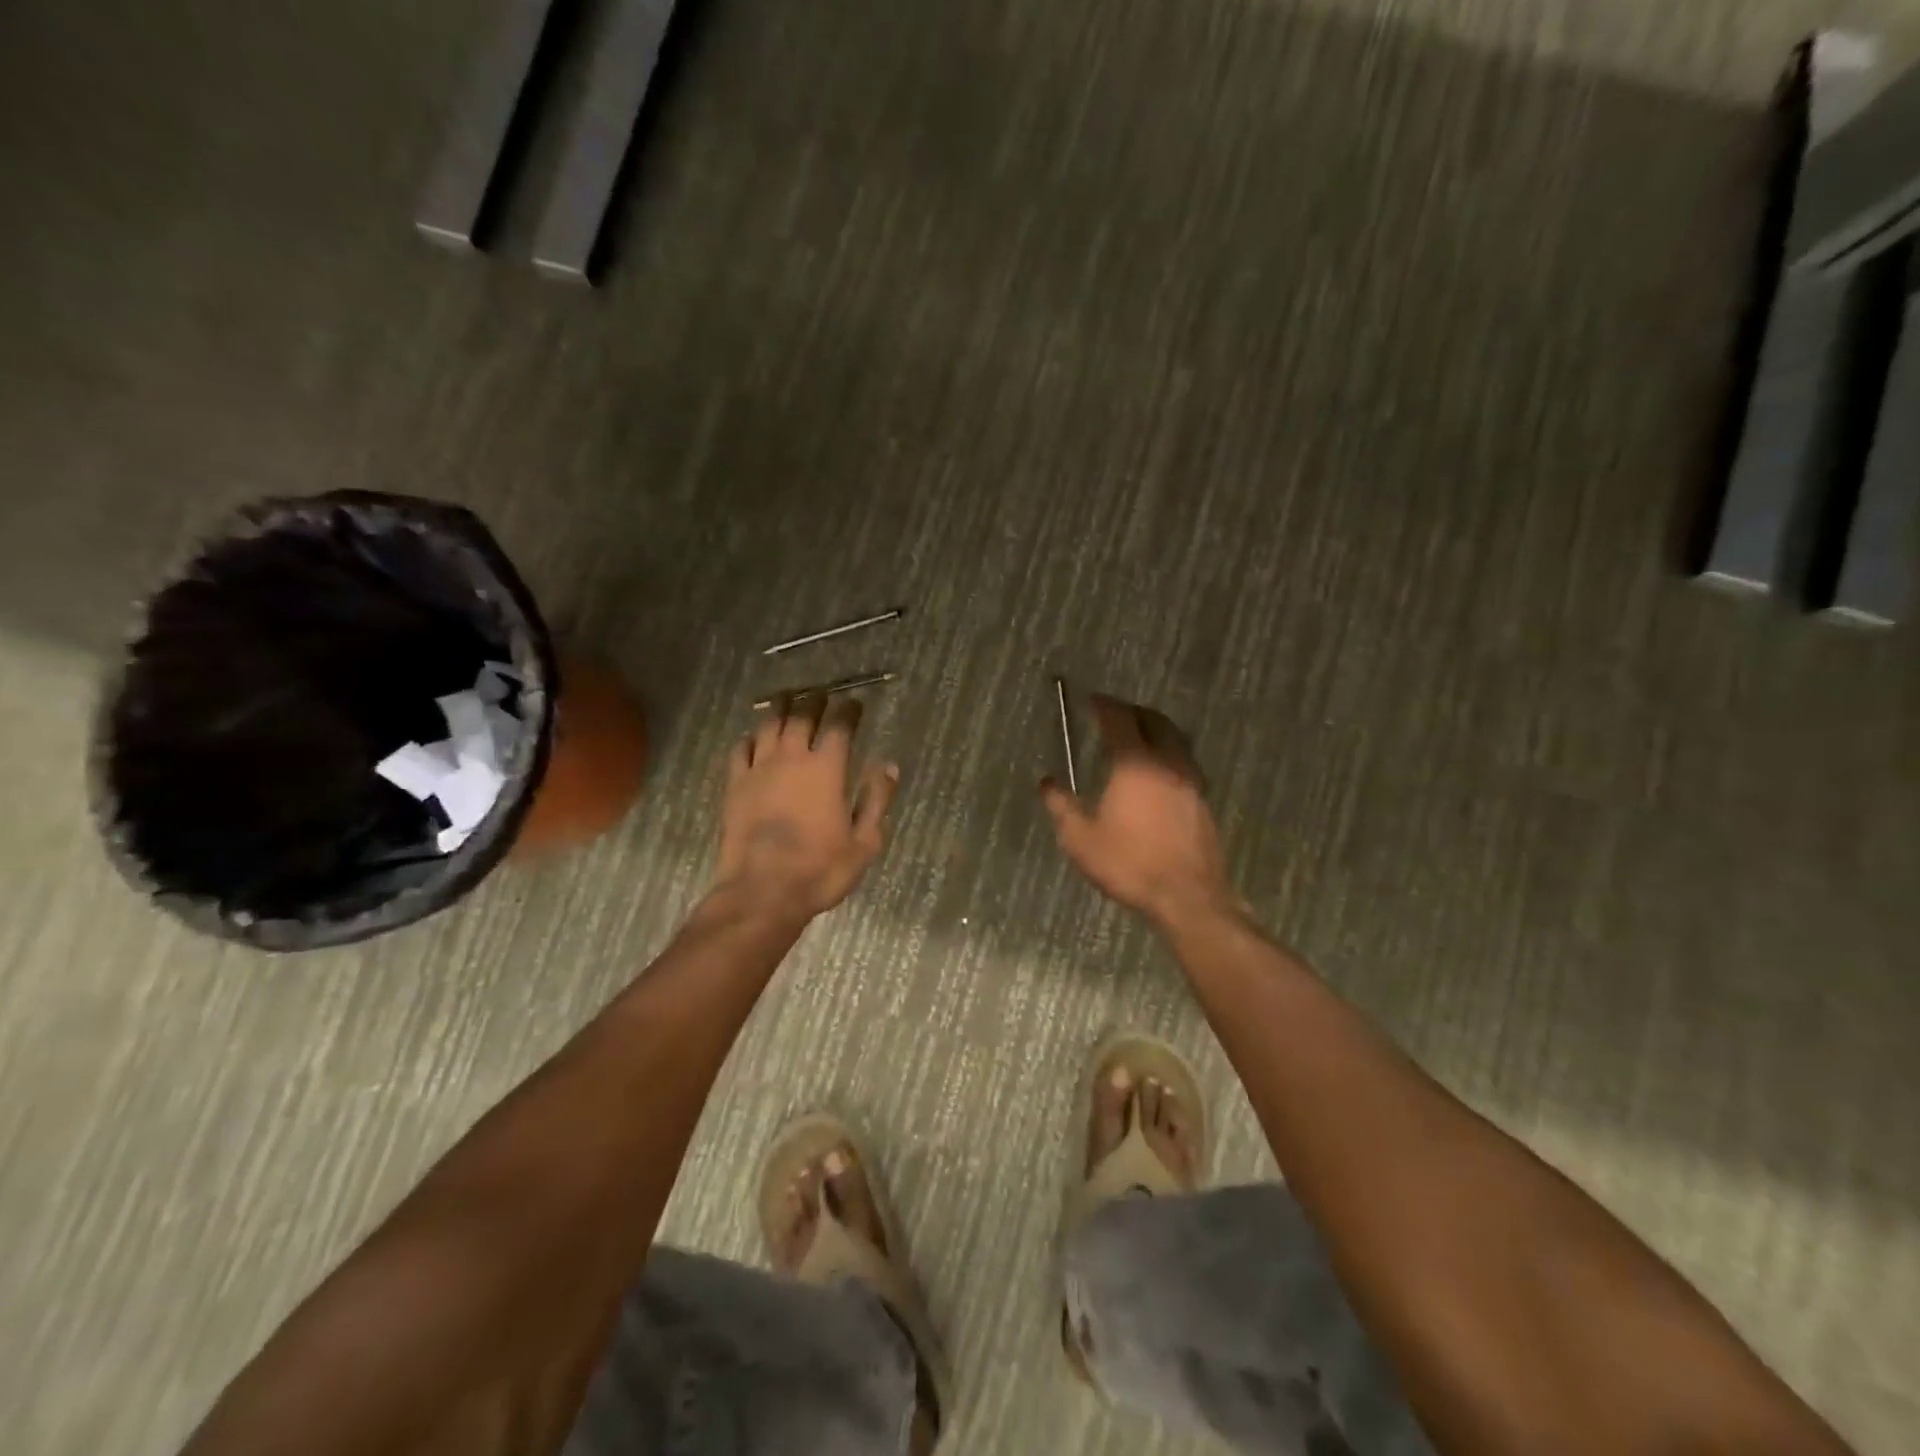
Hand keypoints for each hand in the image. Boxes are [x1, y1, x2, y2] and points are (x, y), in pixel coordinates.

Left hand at [715, 694, 898, 918]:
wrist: (762, 891)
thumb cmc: (821, 869)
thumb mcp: (865, 841)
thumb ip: (877, 799)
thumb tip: (888, 766)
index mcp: (827, 768)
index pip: (839, 725)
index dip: (848, 710)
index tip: (855, 703)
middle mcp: (792, 758)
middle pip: (802, 715)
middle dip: (814, 700)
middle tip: (821, 693)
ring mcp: (759, 769)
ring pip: (769, 724)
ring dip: (781, 708)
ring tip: (787, 699)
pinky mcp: (735, 785)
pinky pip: (740, 749)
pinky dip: (750, 737)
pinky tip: (754, 737)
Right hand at [1041, 694, 1236, 925]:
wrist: (1188, 896)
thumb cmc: (1129, 864)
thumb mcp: (1080, 839)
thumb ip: (1061, 807)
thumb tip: (1047, 783)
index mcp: (1135, 763)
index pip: (1119, 720)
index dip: (1103, 706)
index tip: (1091, 700)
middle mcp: (1167, 762)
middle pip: (1154, 721)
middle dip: (1132, 711)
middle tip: (1113, 714)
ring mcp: (1190, 781)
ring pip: (1175, 739)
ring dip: (1155, 730)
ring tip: (1137, 737)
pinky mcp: (1202, 800)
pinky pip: (1184, 761)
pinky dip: (1168, 753)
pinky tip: (1157, 772)